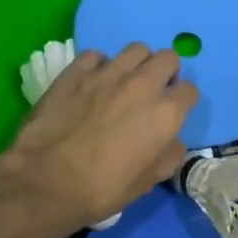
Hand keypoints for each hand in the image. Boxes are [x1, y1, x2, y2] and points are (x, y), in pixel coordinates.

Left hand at [0, 45, 196, 233]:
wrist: (47, 181)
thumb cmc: (103, 188)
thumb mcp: (149, 181)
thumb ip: (169, 154)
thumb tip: (171, 141)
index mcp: (166, 111)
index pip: (190, 90)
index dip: (183, 102)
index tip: (173, 113)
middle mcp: (143, 83)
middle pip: (168, 58)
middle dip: (166, 72)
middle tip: (153, 91)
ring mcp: (108, 73)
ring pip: (136, 49)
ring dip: (137, 64)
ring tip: (125, 82)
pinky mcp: (76, 71)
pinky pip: (97, 55)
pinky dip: (99, 66)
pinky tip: (92, 82)